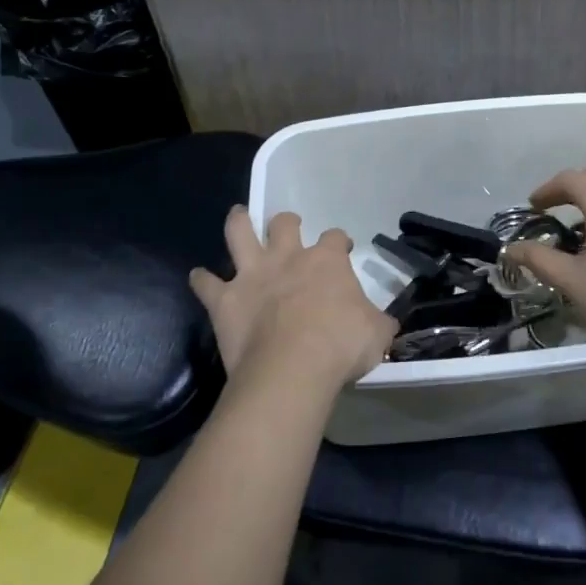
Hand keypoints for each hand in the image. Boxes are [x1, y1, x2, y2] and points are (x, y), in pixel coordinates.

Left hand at [190, 208, 395, 390]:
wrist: (292, 368)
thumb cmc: (340, 346)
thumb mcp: (376, 333)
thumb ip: (379, 322)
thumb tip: (387, 322)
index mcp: (326, 261)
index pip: (335, 238)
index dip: (339, 241)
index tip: (342, 249)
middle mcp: (287, 258)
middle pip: (284, 224)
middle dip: (287, 222)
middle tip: (288, 227)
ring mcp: (253, 275)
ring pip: (239, 233)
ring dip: (238, 222)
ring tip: (237, 215)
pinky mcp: (225, 300)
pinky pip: (206, 284)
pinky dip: (202, 280)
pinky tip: (198, 278)